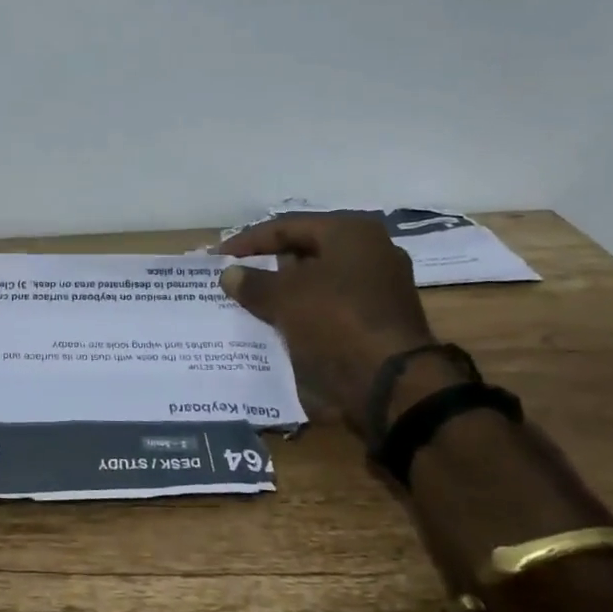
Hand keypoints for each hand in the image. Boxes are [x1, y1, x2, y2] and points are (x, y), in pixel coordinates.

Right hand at [219, 213, 453, 433]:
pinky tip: (280, 322)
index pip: (287, 227)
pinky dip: (305, 310)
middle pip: (306, 251)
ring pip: (318, 280)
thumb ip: (253, 283)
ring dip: (285, 290)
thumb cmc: (336, 321)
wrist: (393, 384)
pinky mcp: (381, 319)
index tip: (219, 256)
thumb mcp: (284, 298)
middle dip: (268, 265)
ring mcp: (380, 286)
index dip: (248, 241)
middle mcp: (371, 251)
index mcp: (351, 232)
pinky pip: (331, 305)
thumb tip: (229, 275)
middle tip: (236, 276)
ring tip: (251, 301)